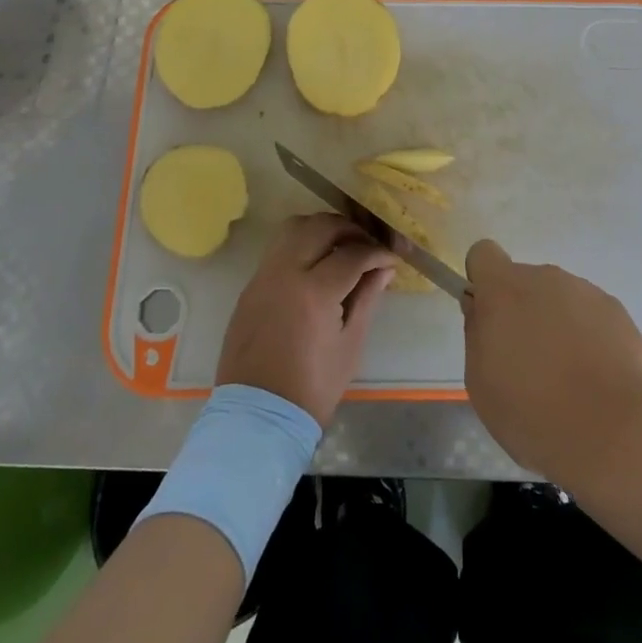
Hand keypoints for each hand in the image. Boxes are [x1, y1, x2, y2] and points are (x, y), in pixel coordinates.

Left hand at [217, 214, 394, 425]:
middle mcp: (285, 273)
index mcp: (314, 292)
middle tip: (367, 245)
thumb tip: (384, 269)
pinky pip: (278, 248)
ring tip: (340, 247)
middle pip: (320, 227)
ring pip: (293, 228)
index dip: (376, 252)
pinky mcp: (250, 286)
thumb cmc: (312, 388)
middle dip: (349, 229)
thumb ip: (367, 299)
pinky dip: (300, 244)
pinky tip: (316, 264)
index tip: (391, 258)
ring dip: (321, 229)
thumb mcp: (350, 345)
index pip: (352, 254)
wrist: (258, 416)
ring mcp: (263, 276)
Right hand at [462, 239, 641, 484]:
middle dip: (523, 310)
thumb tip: (482, 310)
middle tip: (528, 361)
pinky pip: (593, 318)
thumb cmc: (531, 411)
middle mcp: (546, 278)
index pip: (483, 254)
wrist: (611, 434)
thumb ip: (477, 333)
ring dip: (558, 325)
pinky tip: (596, 381)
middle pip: (526, 281)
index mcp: (504, 288)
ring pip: (561, 300)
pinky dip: (590, 340)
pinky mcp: (619, 314)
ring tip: (568, 378)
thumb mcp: (480, 381)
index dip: (482, 280)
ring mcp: (587, 292)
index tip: (489, 315)